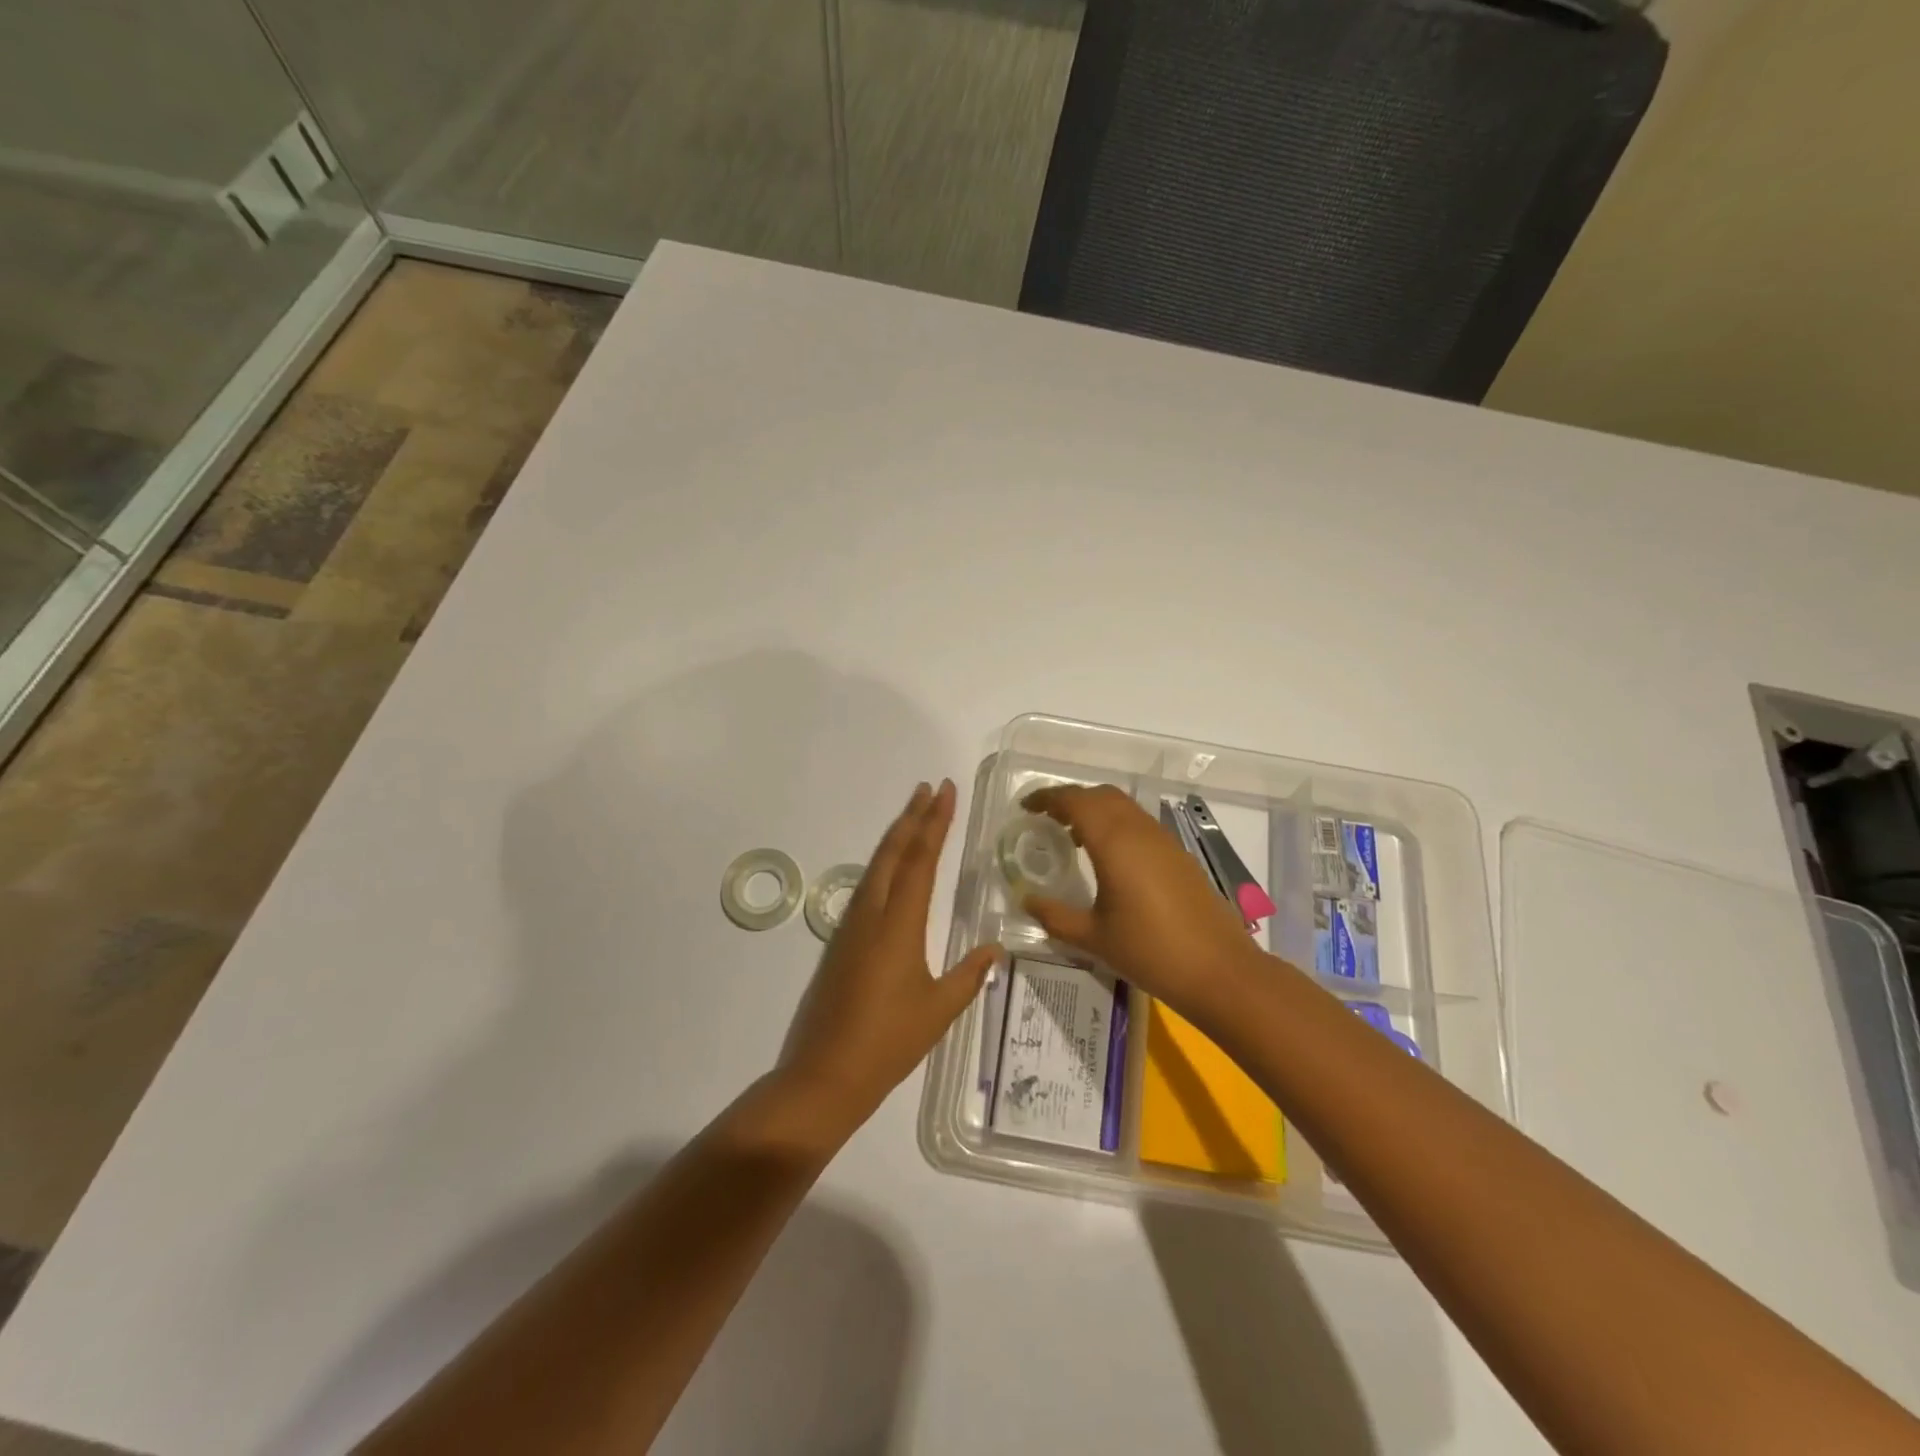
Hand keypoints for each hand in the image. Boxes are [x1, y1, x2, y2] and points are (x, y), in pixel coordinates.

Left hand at [779, 780, 1001, 1138]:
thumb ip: (969, 975)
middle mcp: (872, 914)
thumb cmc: (889, 1042)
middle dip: (912, 817)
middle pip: (893, 853)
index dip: (934, 823)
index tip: (944, 791)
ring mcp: (851, 927)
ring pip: (876, 867)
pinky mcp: (840, 943)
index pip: (920, 860)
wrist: (825, 1074)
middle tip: (929, 788)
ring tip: (913, 814)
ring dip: (896, 837)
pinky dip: (884, 864)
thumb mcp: (939, 1010)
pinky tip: (891, 869)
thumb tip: (995, 948)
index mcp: (899, 924)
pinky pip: (866, 888)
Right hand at [1021, 784, 1262, 1018]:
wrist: (1219, 970)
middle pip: (1100, 795)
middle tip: (1046, 819)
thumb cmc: (1150, 951)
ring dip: (1095, 810)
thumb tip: (1026, 900)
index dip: (1048, 798)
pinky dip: (1116, 825)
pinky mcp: (1179, 855)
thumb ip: (1055, 915)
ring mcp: (1164, 841)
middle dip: (1071, 800)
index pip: (1075, 801)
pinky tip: (1108, 859)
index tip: (1026, 807)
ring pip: (1123, 807)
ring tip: (1072, 837)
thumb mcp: (1093, 938)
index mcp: (1114, 842)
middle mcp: (1139, 831)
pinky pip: (1139, 824)